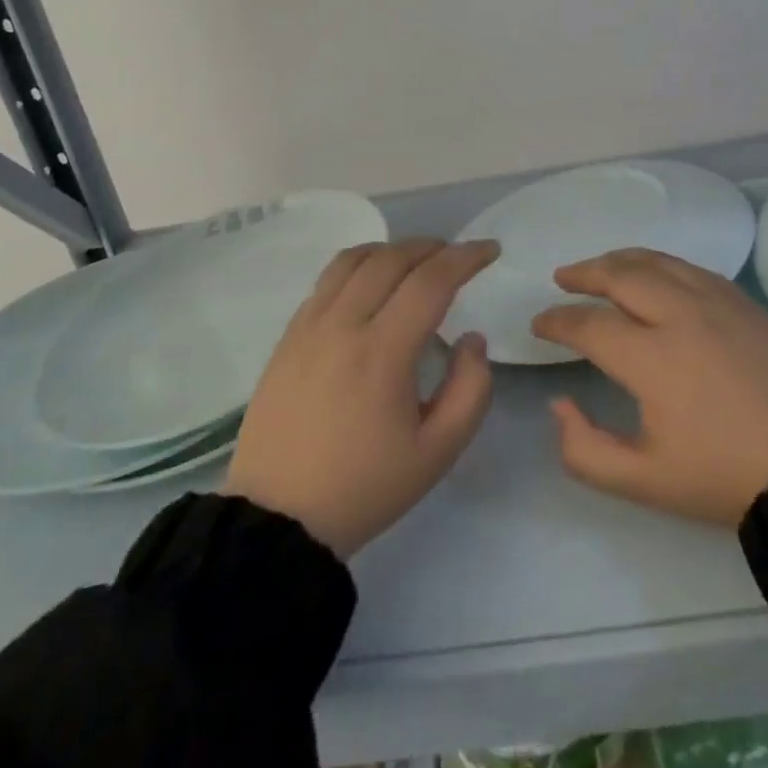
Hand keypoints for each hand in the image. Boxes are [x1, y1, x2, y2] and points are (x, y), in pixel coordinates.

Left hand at [226, 239, 497, 557]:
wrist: (277, 520)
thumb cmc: (364, 487)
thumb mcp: (437, 452)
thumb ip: (471, 389)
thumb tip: (471, 338)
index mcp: (383, 352)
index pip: (431, 280)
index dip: (466, 257)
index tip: (490, 250)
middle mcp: (344, 325)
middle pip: (392, 259)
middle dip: (432, 246)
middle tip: (457, 255)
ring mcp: (309, 326)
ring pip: (354, 260)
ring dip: (392, 249)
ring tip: (416, 260)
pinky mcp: (288, 336)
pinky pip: (326, 280)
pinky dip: (358, 265)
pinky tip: (371, 282)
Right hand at [532, 250, 767, 526]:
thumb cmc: (725, 475)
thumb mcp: (644, 481)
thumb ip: (585, 449)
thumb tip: (560, 403)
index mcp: (651, 356)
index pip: (588, 324)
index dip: (557, 322)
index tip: (540, 324)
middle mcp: (679, 313)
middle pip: (620, 274)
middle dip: (584, 272)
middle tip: (563, 277)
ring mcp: (716, 301)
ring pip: (657, 261)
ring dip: (621, 260)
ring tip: (602, 267)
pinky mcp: (744, 302)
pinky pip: (691, 268)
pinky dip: (661, 265)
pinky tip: (656, 275)